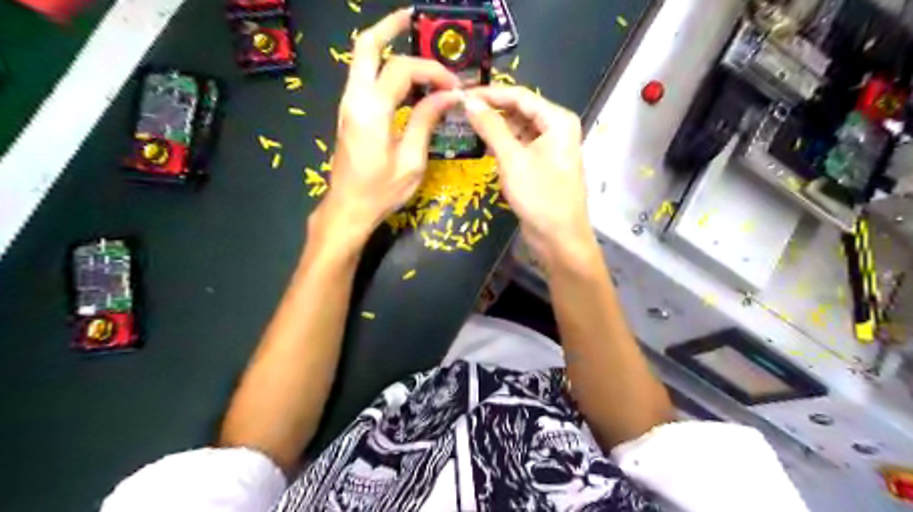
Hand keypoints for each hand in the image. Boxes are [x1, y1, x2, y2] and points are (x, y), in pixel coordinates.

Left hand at [320, 7, 463, 241]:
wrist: (347, 209)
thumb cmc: (381, 191)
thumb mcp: (411, 160)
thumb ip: (426, 121)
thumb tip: (447, 95)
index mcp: (371, 110)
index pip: (403, 69)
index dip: (432, 70)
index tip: (454, 86)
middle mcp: (354, 99)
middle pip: (366, 46)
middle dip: (390, 27)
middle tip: (415, 20)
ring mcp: (348, 105)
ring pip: (362, 59)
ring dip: (387, 46)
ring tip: (416, 45)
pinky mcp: (349, 114)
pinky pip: (365, 78)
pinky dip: (384, 68)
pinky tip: (406, 78)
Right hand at [465, 88, 591, 260]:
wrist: (558, 238)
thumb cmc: (539, 196)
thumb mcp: (512, 159)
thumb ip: (491, 127)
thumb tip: (468, 101)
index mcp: (557, 120)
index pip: (520, 96)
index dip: (490, 93)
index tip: (461, 93)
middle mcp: (556, 128)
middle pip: (520, 110)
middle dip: (492, 110)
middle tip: (460, 109)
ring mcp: (550, 147)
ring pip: (518, 128)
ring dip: (495, 128)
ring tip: (466, 124)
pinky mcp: (542, 164)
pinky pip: (520, 146)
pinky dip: (503, 145)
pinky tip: (483, 145)